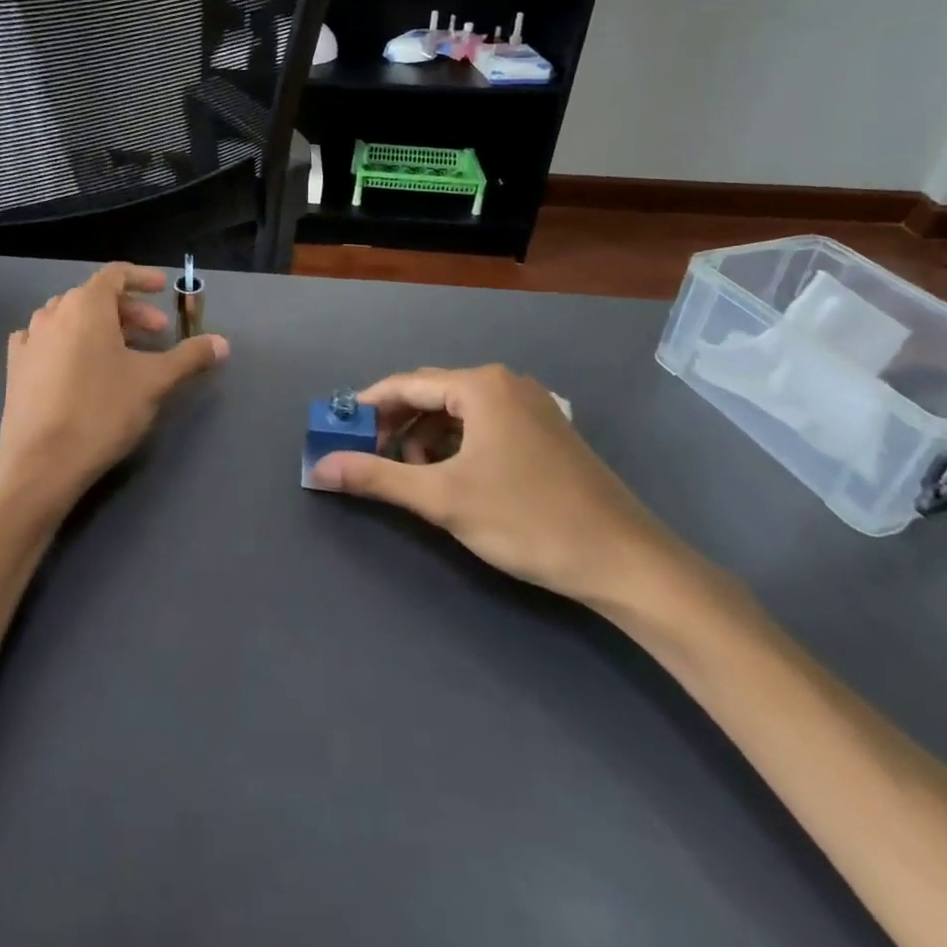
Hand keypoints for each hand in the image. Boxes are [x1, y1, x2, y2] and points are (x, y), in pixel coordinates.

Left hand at [0, 263, 227, 523]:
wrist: (41, 462)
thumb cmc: (102, 411)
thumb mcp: (154, 382)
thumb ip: (190, 357)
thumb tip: (222, 343)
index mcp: (86, 305)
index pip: (116, 274)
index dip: (142, 278)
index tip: (164, 289)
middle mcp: (54, 312)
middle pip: (96, 297)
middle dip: (130, 311)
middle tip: (157, 335)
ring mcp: (29, 339)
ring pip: (70, 318)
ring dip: (99, 327)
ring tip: (121, 352)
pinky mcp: (15, 367)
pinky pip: (45, 340)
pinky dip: (67, 342)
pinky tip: (77, 365)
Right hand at [309, 365, 687, 607]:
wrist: (627, 562)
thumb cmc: (527, 520)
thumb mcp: (442, 498)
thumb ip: (377, 476)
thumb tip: (319, 467)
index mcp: (481, 385)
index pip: (405, 384)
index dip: (366, 407)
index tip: (336, 431)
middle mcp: (505, 383)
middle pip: (431, 395)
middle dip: (396, 425)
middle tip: (371, 459)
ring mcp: (531, 406)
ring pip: (458, 412)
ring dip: (426, 438)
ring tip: (414, 477)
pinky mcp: (546, 432)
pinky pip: (484, 426)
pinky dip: (457, 446)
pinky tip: (453, 478)